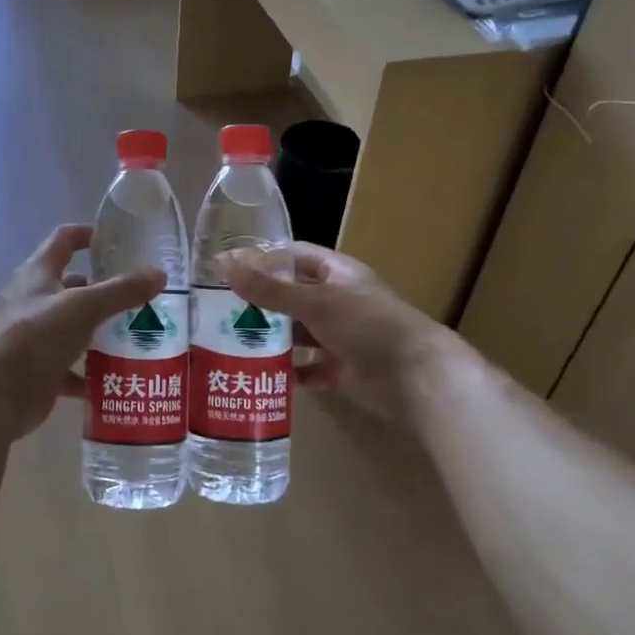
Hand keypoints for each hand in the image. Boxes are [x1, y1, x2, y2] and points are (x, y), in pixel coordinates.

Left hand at [0, 224, 163, 442]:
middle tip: (143, 296)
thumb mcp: (83, 308)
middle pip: (74, 286)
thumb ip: (121, 291)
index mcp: (38, 273)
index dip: (90, 234)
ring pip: (75, 327)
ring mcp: (35, 336)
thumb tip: (159, 274)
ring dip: (102, 331)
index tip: (121, 241)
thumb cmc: (34, 338)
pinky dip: (92, 371)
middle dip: (106, 290)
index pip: (64, 239)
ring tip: (139, 335)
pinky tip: (117, 377)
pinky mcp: (39, 370)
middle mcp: (34, 300)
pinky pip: (72, 367)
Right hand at [224, 243, 467, 427]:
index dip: (264, 258)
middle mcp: (338, 301)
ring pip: (298, 333)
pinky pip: (309, 369)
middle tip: (219, 310)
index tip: (227, 268)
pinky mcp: (342, 369)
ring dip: (272, 338)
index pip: (295, 256)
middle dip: (261, 302)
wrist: (415, 377)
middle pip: (293, 296)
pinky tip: (263, 375)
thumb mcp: (314, 302)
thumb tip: (225, 263)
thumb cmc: (366, 325)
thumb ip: (270, 288)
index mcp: (337, 274)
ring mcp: (341, 336)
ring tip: (232, 342)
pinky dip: (290, 373)